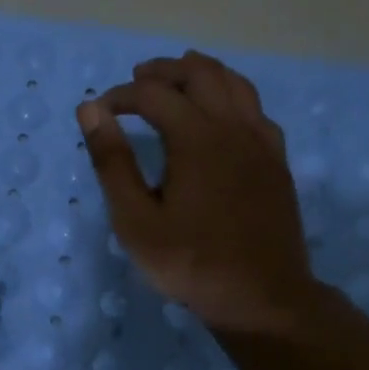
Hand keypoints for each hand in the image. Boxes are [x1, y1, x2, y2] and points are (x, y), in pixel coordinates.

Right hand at [77, 50, 318, 334]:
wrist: (262, 298)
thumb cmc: (190, 263)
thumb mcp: (135, 220)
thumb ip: (112, 162)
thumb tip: (91, 109)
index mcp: (196, 137)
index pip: (153, 94)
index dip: (121, 95)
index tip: (101, 111)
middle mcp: (233, 127)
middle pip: (200, 74)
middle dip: (164, 71)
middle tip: (137, 79)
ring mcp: (261, 142)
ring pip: (235, 84)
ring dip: (202, 74)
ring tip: (178, 79)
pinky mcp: (277, 160)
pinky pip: (256, 109)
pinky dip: (232, 97)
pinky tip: (222, 114)